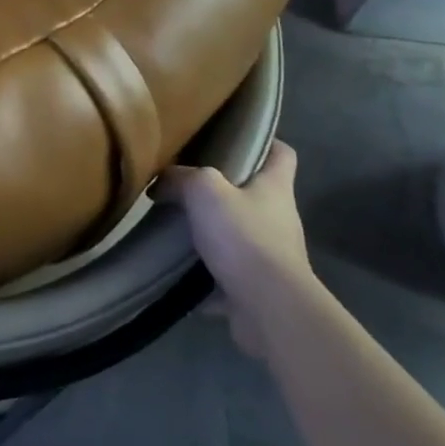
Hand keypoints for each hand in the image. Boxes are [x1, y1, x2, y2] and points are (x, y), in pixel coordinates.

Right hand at [160, 141, 316, 357]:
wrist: (267, 306)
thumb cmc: (243, 237)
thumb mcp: (204, 191)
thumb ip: (181, 178)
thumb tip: (162, 182)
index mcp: (275, 188)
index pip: (282, 154)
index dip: (265, 142)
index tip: (235, 138)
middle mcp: (279, 218)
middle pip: (256, 194)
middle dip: (225, 189)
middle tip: (187, 182)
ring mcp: (271, 255)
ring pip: (239, 233)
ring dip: (213, 232)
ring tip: (176, 226)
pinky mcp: (258, 287)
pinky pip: (227, 274)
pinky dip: (205, 273)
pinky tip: (177, 270)